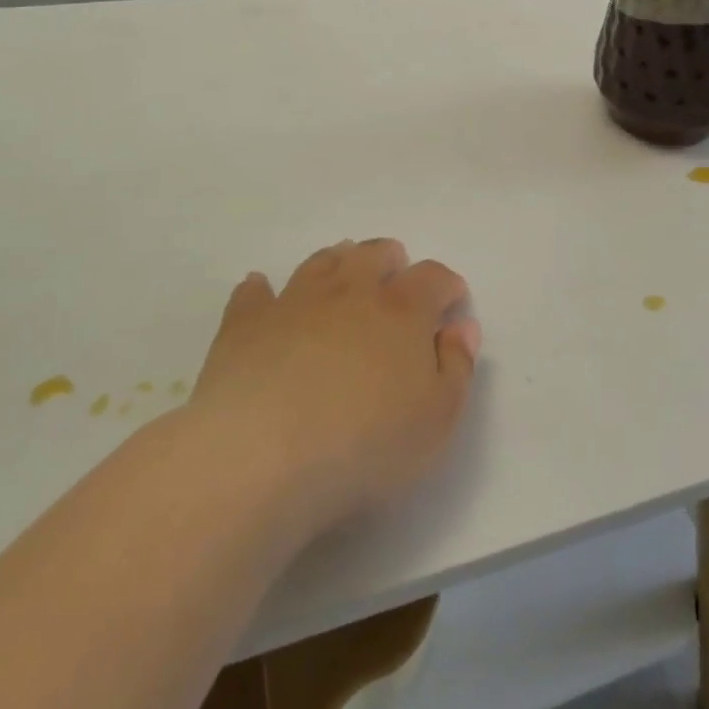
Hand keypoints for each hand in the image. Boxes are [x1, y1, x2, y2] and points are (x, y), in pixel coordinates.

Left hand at [188, 240, 481, 535]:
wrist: (263, 454)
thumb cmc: (366, 444)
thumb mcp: (437, 420)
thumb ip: (456, 368)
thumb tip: (461, 327)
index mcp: (401, 311)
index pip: (433, 278)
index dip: (447, 285)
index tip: (452, 299)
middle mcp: (349, 291)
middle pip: (374, 255)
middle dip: (390, 259)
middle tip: (395, 271)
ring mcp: (293, 302)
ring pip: (320, 263)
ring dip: (336, 260)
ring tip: (342, 267)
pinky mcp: (246, 323)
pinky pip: (254, 294)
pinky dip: (262, 289)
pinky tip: (261, 289)